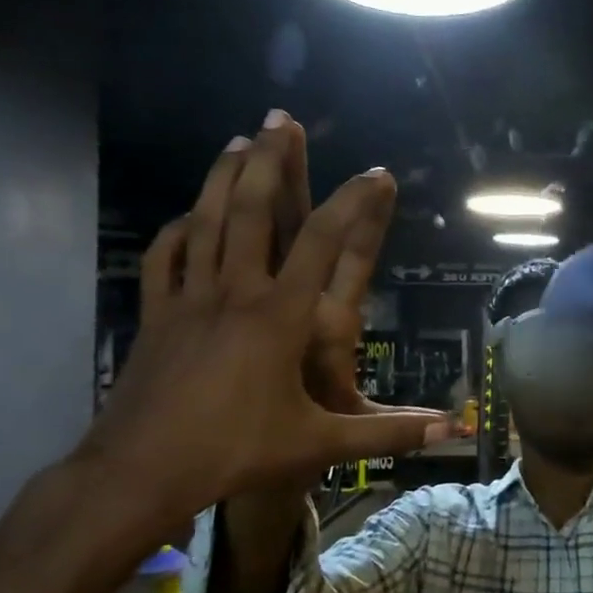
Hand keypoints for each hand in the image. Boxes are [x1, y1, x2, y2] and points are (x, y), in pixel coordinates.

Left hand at [78, 117, 448, 526]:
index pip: (323, 242)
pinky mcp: (157, 315)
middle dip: (270, 161)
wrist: (140, 473)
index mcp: (279, 316)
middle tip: (280, 119)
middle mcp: (235, 293)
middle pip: (252, 211)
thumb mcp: (320, 443)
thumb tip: (452, 428)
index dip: (352, 202)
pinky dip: (178, 230)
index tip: (375, 172)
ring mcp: (190, 299)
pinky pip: (166, 258)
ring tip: (236, 140)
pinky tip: (188, 216)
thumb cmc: (236, 453)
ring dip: (222, 177)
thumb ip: (388, 432)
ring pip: (206, 222)